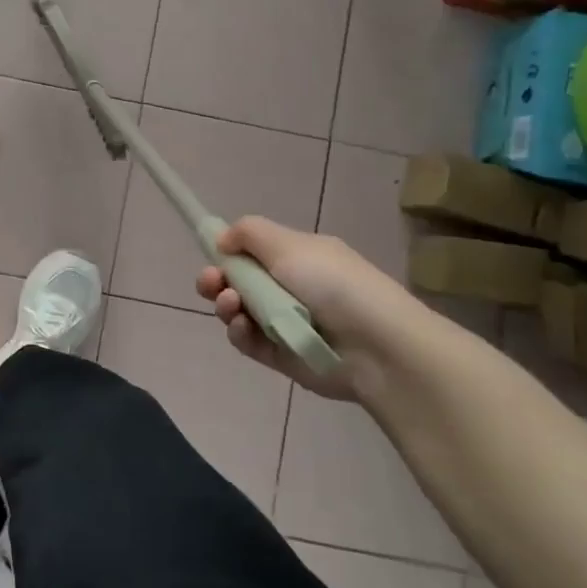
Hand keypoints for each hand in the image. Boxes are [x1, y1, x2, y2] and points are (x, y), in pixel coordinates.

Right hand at [195, 216, 442, 402]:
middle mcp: (290, 287)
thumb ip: (248, 233)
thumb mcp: (289, 244)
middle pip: (239, 281)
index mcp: (298, 257)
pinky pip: (248, 340)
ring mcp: (284, 322)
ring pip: (239, 310)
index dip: (228, 251)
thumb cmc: (332, 284)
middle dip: (217, 279)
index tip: (212, 253)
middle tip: (209, 282)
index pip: (253, 251)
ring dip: (226, 304)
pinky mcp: (280, 354)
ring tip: (230, 304)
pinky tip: (241, 326)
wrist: (376, 347)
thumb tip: (222, 240)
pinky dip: (239, 332)